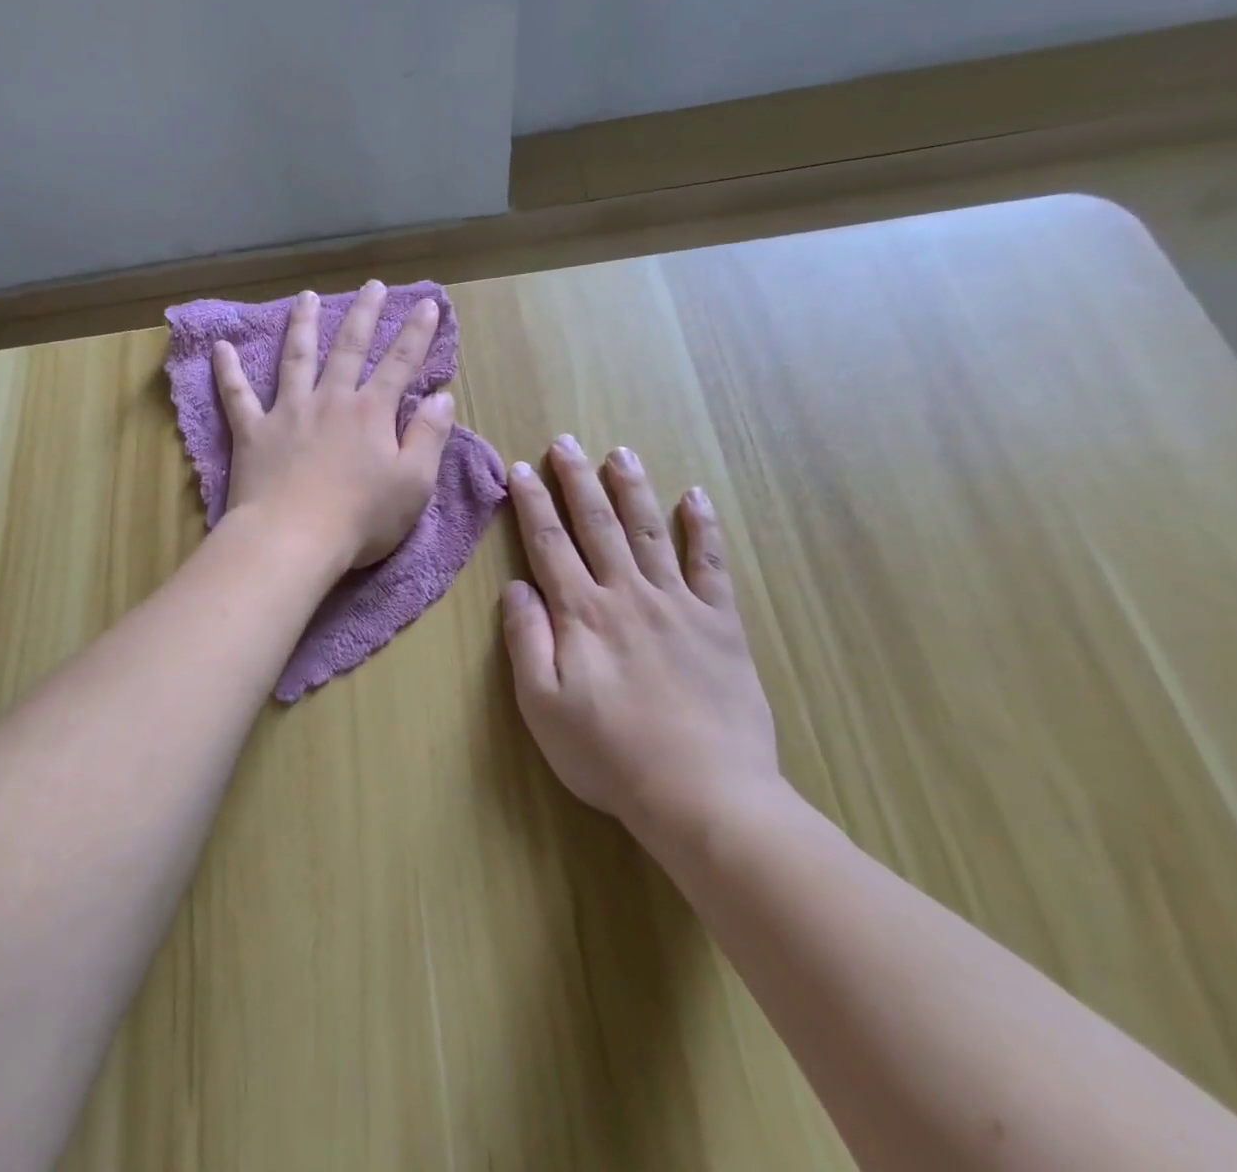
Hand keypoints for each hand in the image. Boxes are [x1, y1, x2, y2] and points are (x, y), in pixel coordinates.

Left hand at [213, 281, 455, 573]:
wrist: (292, 540)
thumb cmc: (360, 518)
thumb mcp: (414, 483)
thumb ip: (429, 436)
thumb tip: (443, 398)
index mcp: (371, 413)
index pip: (400, 363)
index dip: (417, 333)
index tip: (427, 304)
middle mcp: (330, 401)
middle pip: (349, 348)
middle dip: (363, 314)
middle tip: (372, 286)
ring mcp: (287, 412)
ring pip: (296, 358)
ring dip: (302, 325)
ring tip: (305, 297)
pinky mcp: (253, 432)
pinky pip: (237, 396)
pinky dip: (228, 371)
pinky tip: (220, 347)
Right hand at [500, 436, 780, 848]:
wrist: (703, 793)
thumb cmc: (609, 755)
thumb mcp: (542, 706)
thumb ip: (525, 641)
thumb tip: (516, 587)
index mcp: (582, 614)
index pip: (549, 544)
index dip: (533, 503)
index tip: (522, 468)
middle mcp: (627, 594)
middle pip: (597, 525)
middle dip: (578, 480)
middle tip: (566, 442)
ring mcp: (678, 604)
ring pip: (650, 531)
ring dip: (632, 489)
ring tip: (621, 453)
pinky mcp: (720, 622)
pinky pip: (711, 564)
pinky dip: (703, 528)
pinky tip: (696, 497)